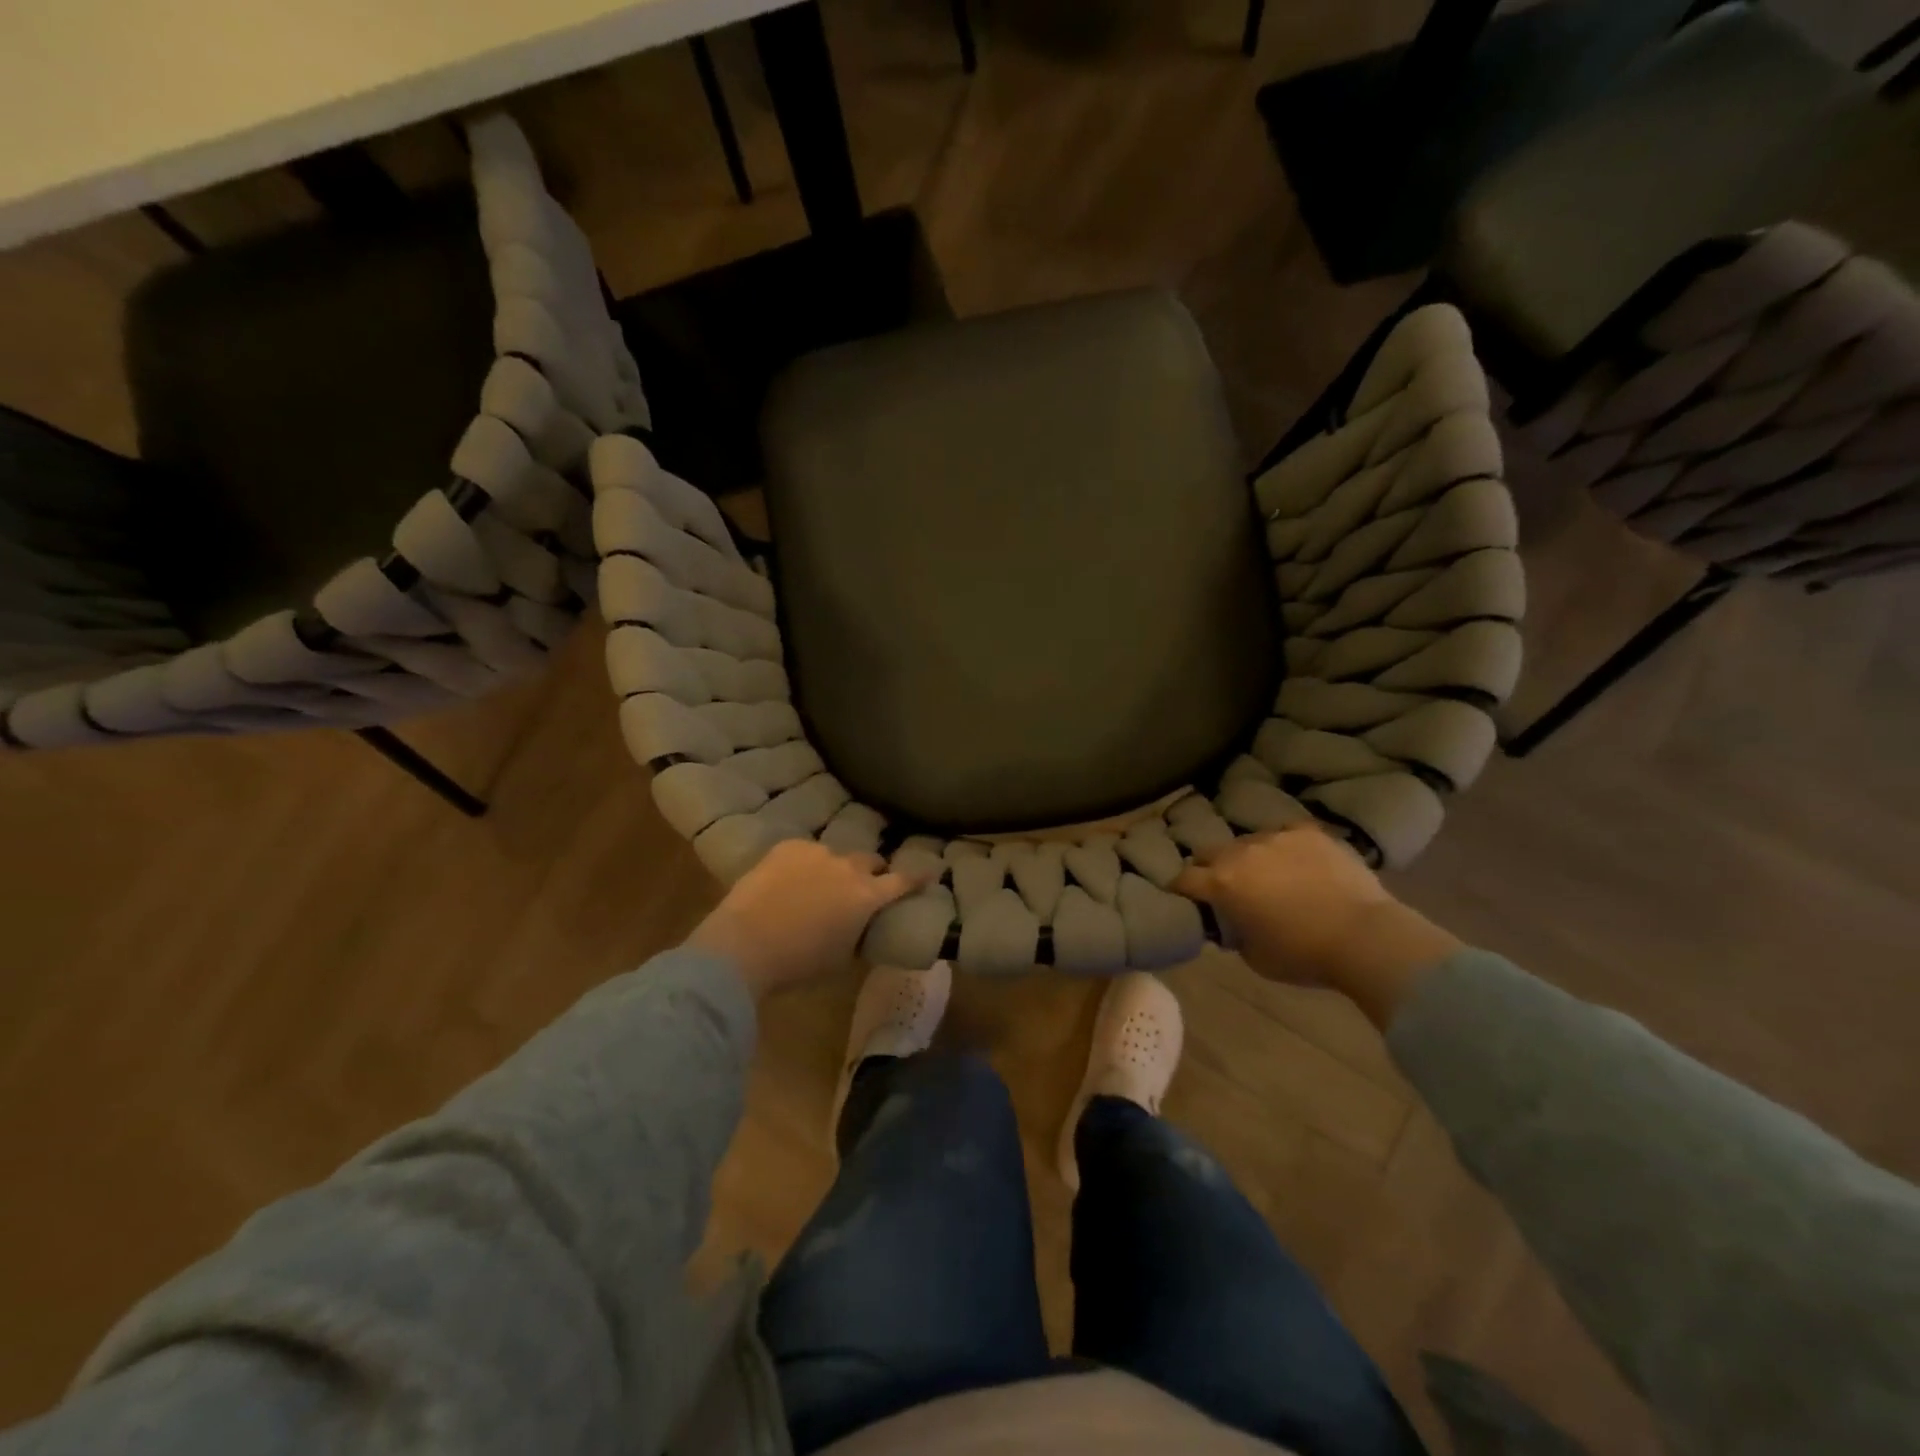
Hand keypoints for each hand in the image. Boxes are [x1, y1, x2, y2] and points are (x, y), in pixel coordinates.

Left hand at [688, 839, 919, 997]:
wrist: (744, 945)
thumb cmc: (798, 964)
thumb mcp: (840, 958)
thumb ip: (858, 934)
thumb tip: (859, 926)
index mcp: (867, 897)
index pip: (904, 881)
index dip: (918, 877)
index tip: (931, 871)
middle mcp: (848, 868)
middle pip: (870, 861)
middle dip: (871, 872)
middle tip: (860, 888)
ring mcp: (817, 853)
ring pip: (835, 856)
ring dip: (833, 870)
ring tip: (814, 887)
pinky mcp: (787, 847)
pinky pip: (805, 852)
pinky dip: (803, 864)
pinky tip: (787, 882)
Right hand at [1172, 826, 1461, 1028]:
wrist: (1364, 936)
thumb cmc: (1303, 955)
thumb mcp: (1254, 957)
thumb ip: (1234, 933)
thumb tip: (1231, 922)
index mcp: (1222, 883)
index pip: (1184, 879)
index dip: (1180, 889)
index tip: (1184, 897)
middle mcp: (1241, 852)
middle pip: (1210, 852)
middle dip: (1209, 867)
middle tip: (1222, 886)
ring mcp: (1276, 837)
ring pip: (1248, 841)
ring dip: (1248, 857)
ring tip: (1265, 874)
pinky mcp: (1308, 832)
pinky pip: (1284, 835)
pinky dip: (1283, 848)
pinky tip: (1296, 863)